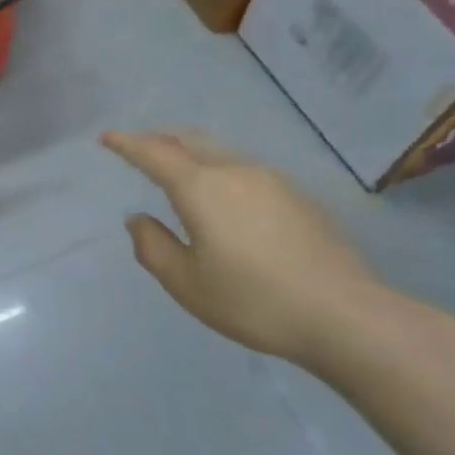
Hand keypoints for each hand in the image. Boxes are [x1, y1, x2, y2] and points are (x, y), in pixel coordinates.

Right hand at [101, 130, 392, 365]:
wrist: (347, 316)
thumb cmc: (254, 300)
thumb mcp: (186, 283)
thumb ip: (153, 246)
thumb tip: (138, 219)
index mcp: (200, 188)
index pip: (153, 153)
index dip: (126, 143)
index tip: (106, 138)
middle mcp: (234, 171)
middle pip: (188, 140)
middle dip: (157, 139)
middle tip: (136, 146)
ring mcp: (271, 180)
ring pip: (218, 151)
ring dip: (189, 151)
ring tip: (175, 165)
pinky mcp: (297, 196)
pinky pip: (242, 167)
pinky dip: (216, 167)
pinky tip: (221, 193)